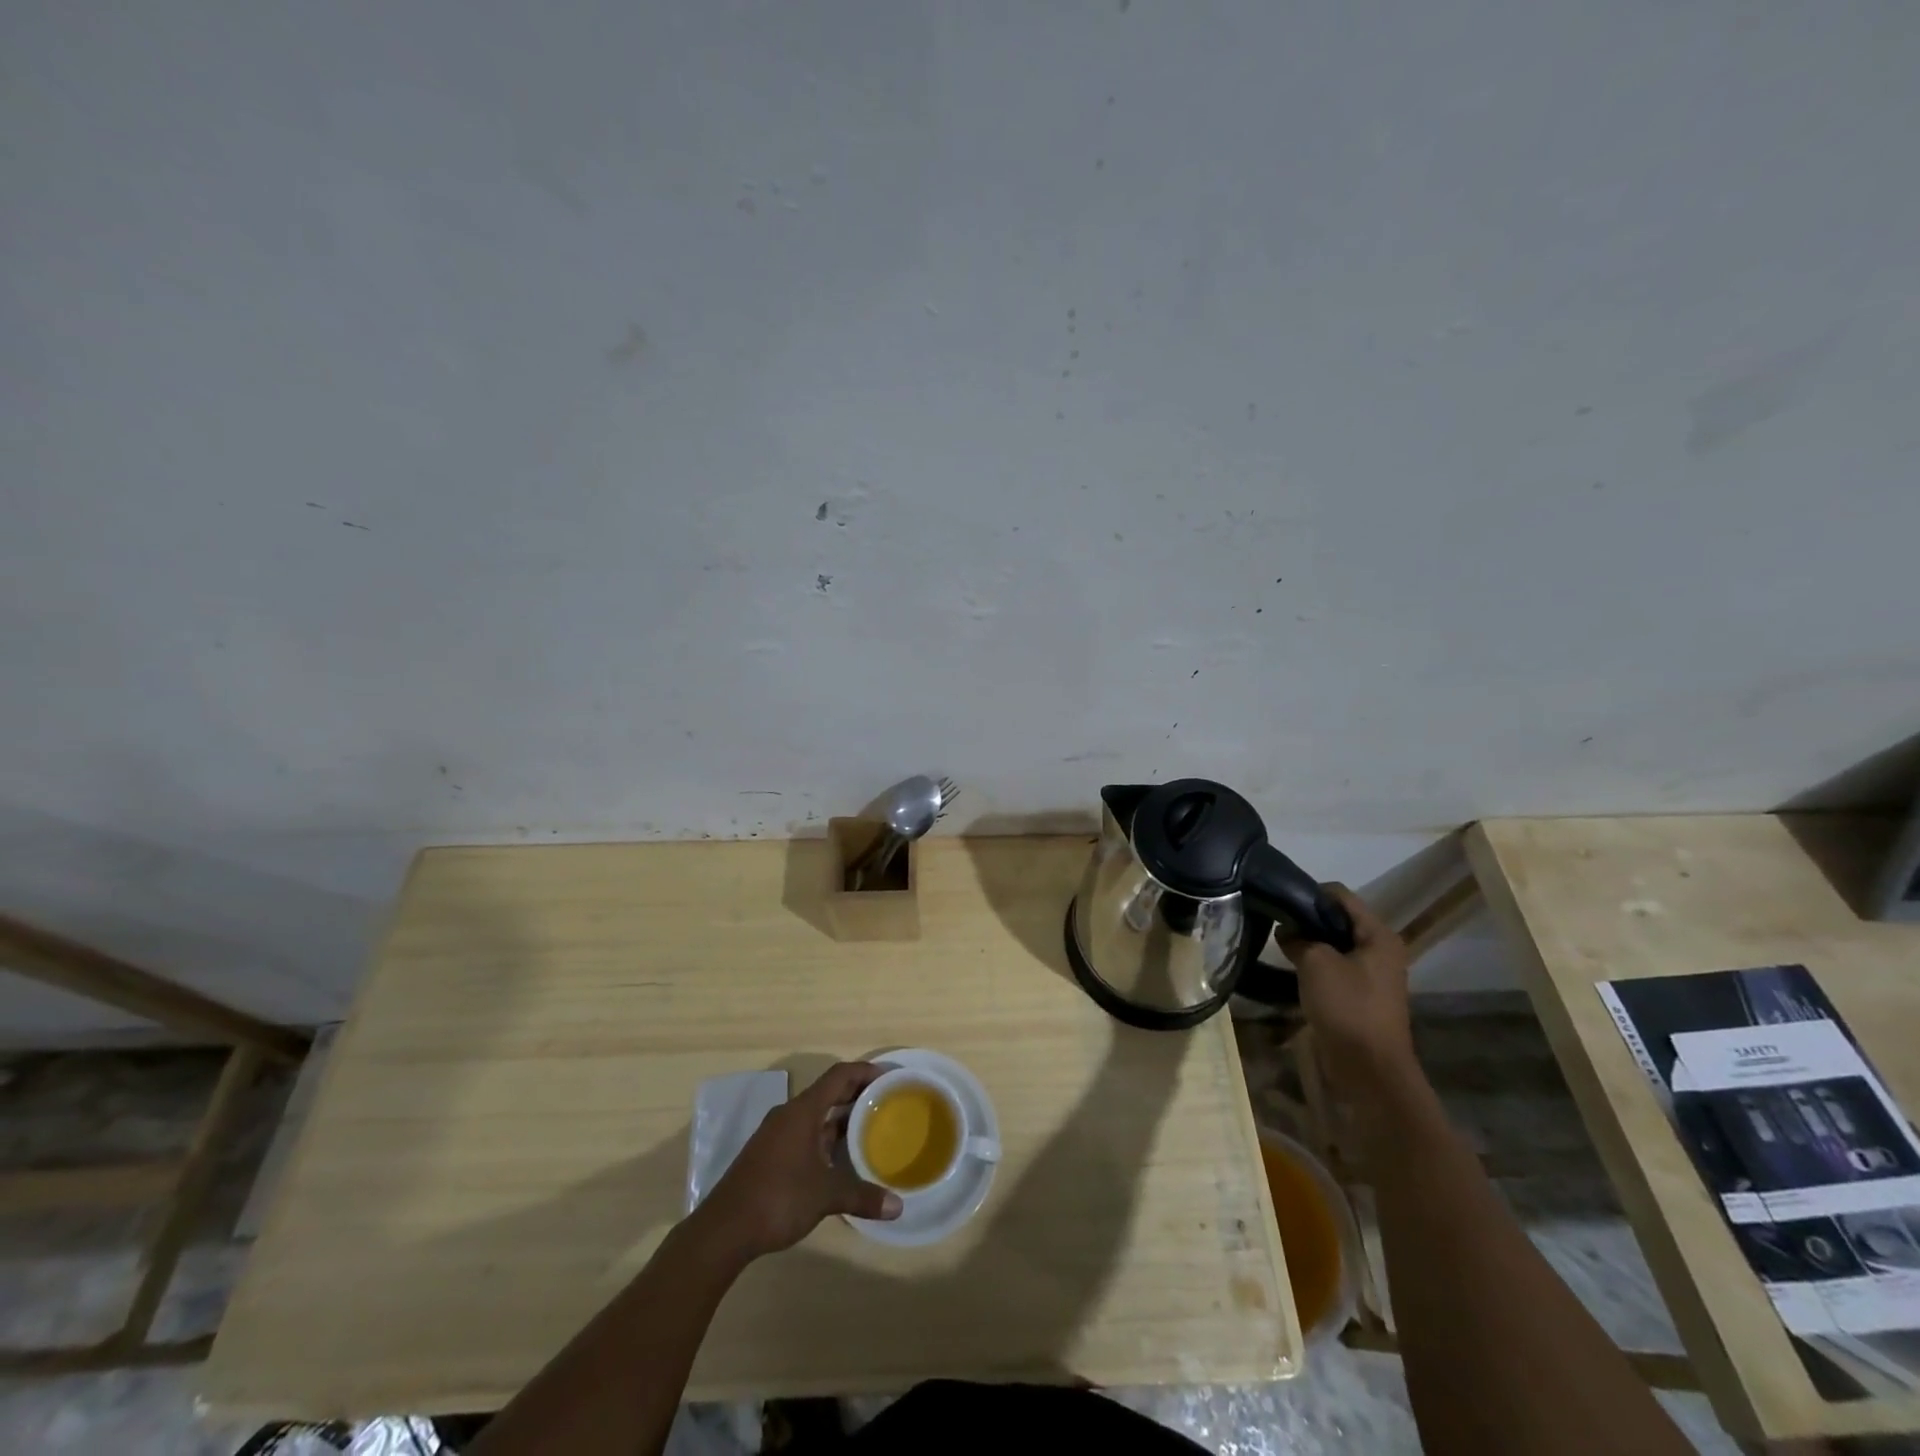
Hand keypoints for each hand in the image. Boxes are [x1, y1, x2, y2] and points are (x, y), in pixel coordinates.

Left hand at [697, 1062, 900, 1260]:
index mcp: (803, 1111)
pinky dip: (825, 1137)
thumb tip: (897, 1206)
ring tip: (869, 1129)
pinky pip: (804, 1133)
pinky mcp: (769, 1154)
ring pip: (815, 1116)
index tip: (888, 1078)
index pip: (839, 1076)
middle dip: (856, 1095)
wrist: (723, 1230)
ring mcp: (777, 1135)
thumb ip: (861, 1196)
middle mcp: (789, 1114)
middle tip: (886, 1103)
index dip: (864, 1072)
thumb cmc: (778, 1198)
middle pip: (828, 1092)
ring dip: (840, 1119)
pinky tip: (839, 1158)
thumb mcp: (825, 1196)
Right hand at [1277, 884, 1416, 1096]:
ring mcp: (1372, 975)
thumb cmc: (1347, 1007)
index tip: (1279, 898)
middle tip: (1276, 920)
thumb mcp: (1316, 963)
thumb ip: (1298, 938)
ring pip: (1335, 945)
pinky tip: (1292, 967)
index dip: (1310, 893)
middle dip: (1308, 918)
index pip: (1341, 896)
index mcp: (1379, 935)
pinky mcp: (1360, 996)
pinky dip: (1315, 964)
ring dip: (1310, 942)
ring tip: (1279, 942)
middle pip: (1339, 919)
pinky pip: (1335, 968)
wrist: (1369, 1069)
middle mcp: (1380, 950)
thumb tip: (1286, 930)